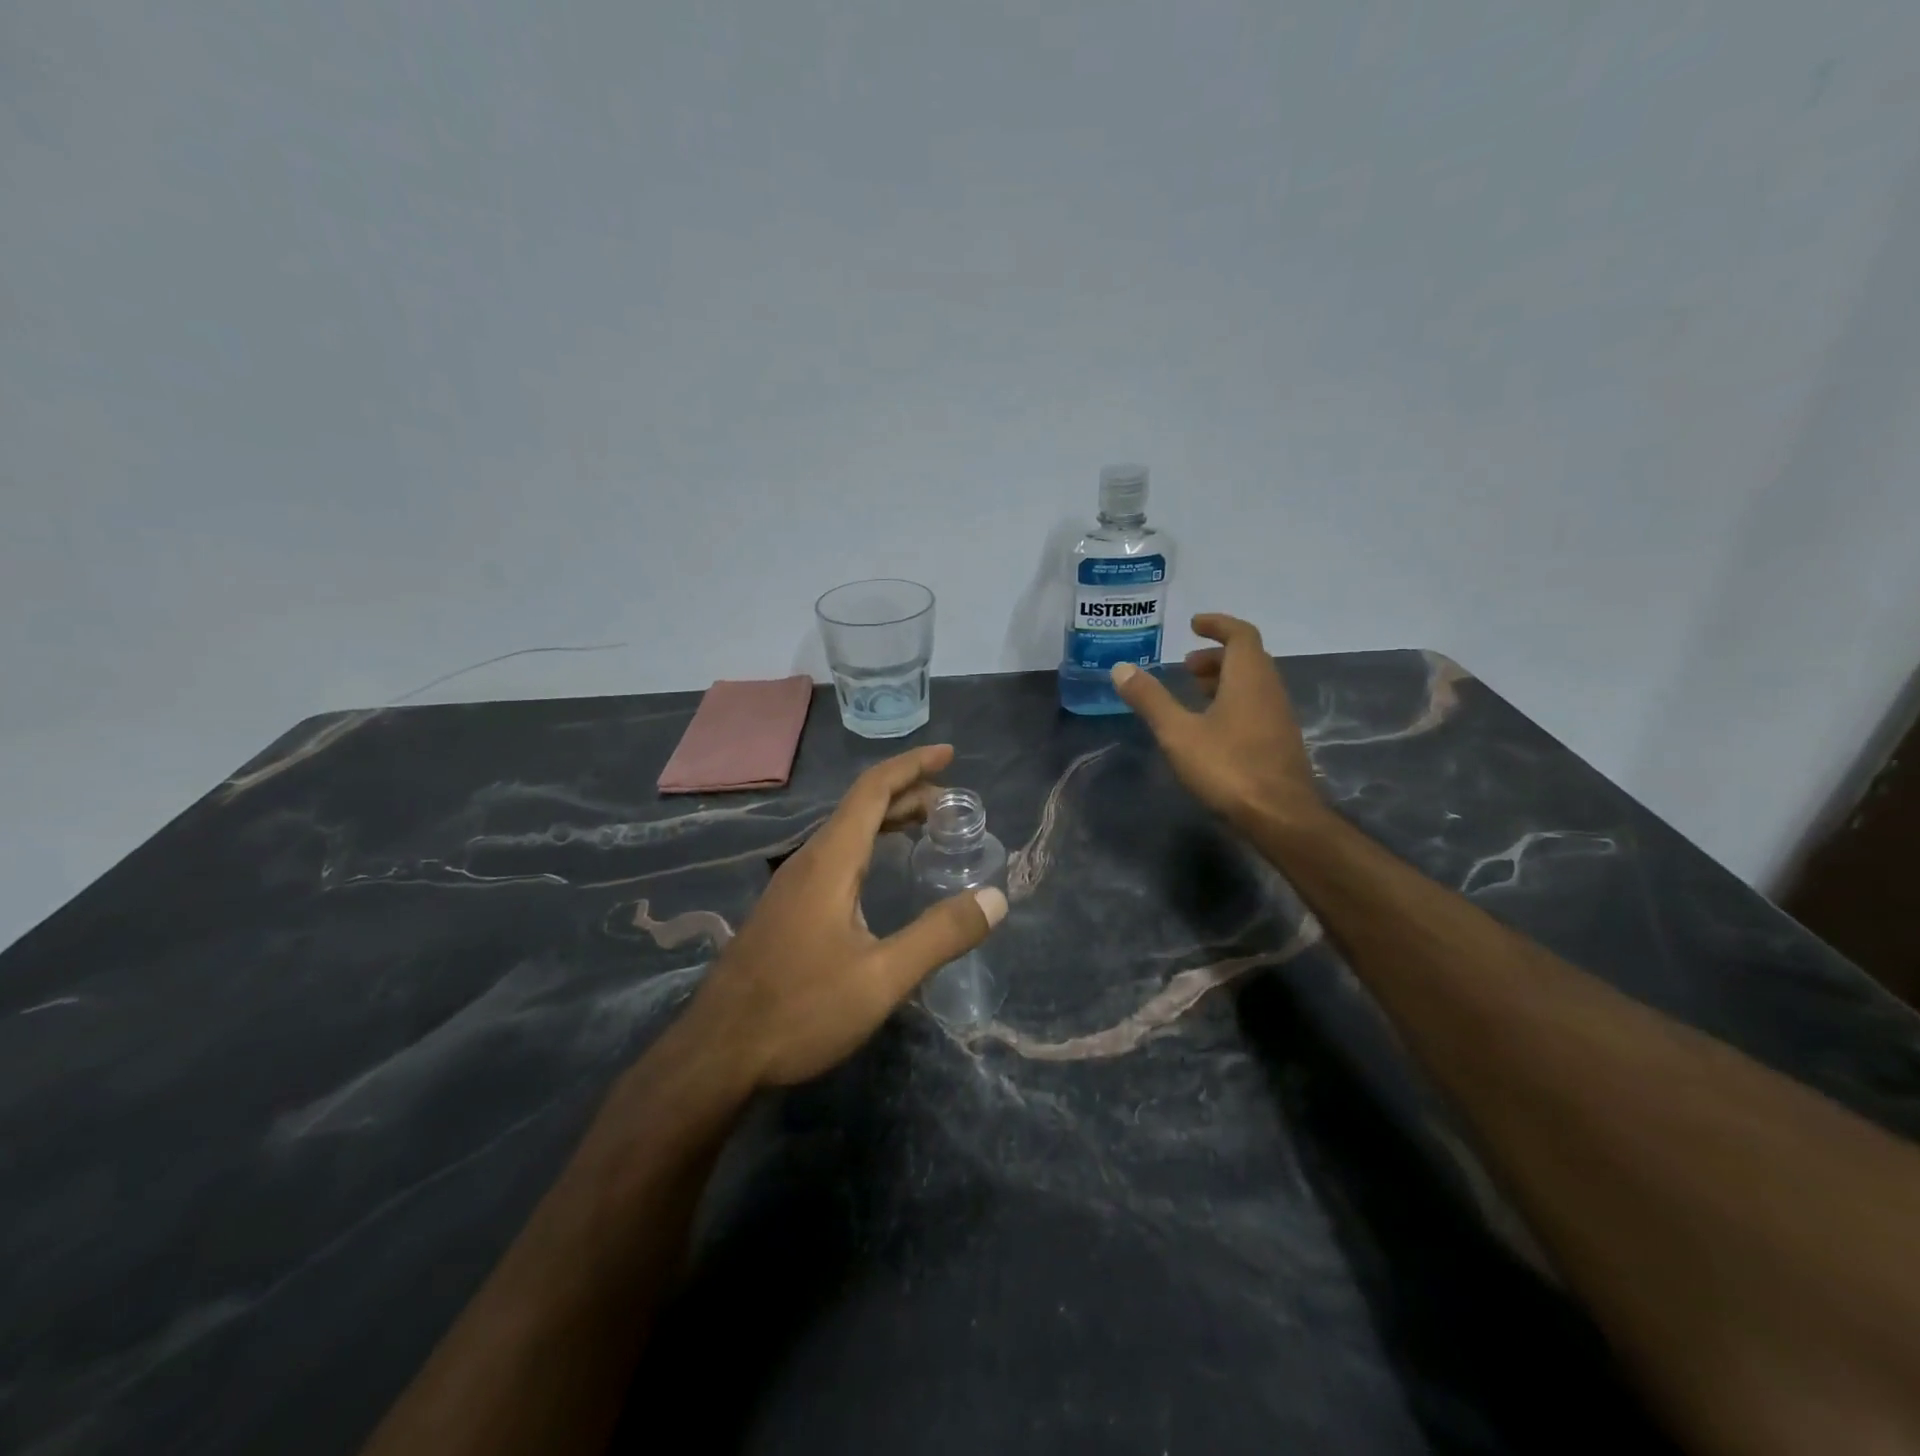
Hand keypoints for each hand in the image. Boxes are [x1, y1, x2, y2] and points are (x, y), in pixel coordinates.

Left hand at [684, 744, 1006, 1087]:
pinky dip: (869, 844)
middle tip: (951, 801)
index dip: (913, 766)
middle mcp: (808, 860)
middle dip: (907, 792)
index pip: (873, 790)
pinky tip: (878, 873)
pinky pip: (834, 855)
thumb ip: (940, 935)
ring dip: (887, 818)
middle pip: (860, 806)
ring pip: (845, 831)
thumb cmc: (800, 1009)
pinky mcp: (785, 909)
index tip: (950, 754)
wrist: (718, 1053)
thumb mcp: (881, 977)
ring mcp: (791, 885)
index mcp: (831, 861)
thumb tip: (996, 898)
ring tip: (925, 825)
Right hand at [1111, 613, 1324, 831]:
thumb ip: (1150, 699)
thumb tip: (1121, 668)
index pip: (1241, 634)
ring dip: (1224, 680)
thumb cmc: (1228, 767)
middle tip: (1185, 666)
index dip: (1218, 624)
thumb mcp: (1178, 733)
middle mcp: (1270, 690)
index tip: (1194, 624)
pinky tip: (1211, 727)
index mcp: (1249, 678)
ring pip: (1253, 684)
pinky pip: (1256, 706)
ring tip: (1193, 693)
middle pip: (1248, 659)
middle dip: (1216, 656)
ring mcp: (1279, 718)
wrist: (1281, 817)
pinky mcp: (1280, 742)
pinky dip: (1233, 702)